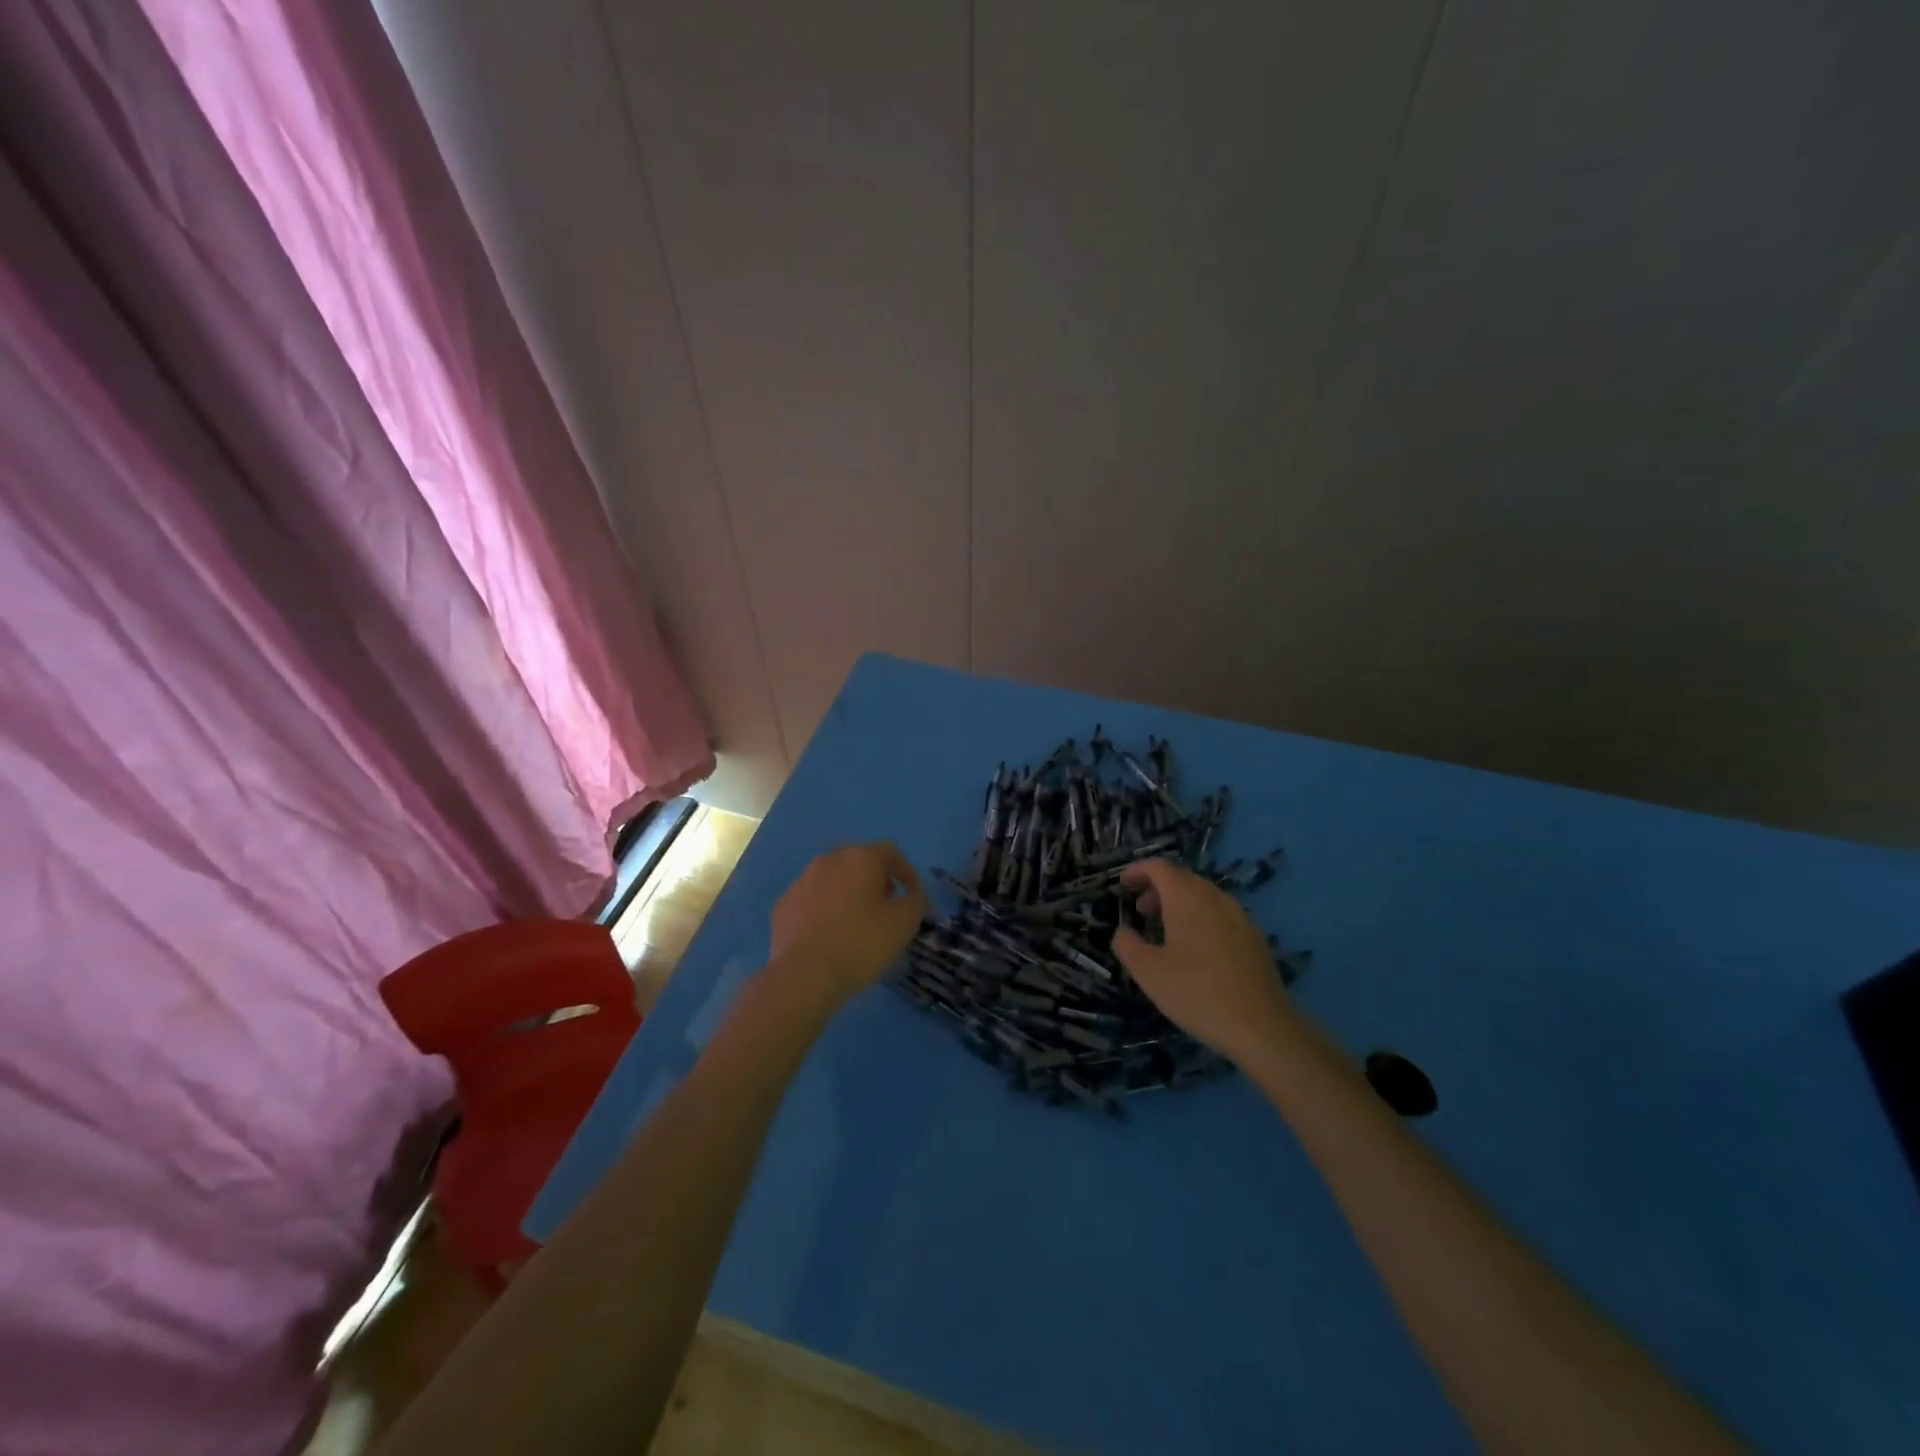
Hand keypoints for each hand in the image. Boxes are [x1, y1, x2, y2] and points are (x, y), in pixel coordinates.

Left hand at [768, 842, 928, 1003]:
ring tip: (857, 922)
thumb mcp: (904, 923)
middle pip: (858, 861)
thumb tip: (913, 895)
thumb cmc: (862, 942)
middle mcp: (828, 860)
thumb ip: (916, 901)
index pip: (890, 852)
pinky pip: (811, 900)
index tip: (913, 895)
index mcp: (860, 858)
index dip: (906, 871)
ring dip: (848, 893)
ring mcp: (801, 882)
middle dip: (876, 879)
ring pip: (832, 879)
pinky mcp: (783, 905)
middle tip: (886, 905)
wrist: (805, 975)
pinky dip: (824, 910)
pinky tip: (829, 935)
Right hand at [1111, 859, 1293, 1063]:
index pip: (1159, 867)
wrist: (1261, 1027)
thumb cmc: (1197, 993)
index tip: (1122, 884)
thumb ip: (1127, 945)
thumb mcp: (1148, 972)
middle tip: (1140, 911)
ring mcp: (1240, 916)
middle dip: (1157, 889)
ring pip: (1204, 896)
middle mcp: (1215, 897)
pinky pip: (1221, 915)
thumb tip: (1123, 932)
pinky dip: (1201, 918)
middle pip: (1182, 879)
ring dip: (1180, 904)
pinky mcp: (1255, 937)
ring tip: (1166, 931)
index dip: (1137, 870)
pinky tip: (1197, 950)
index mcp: (1187, 898)